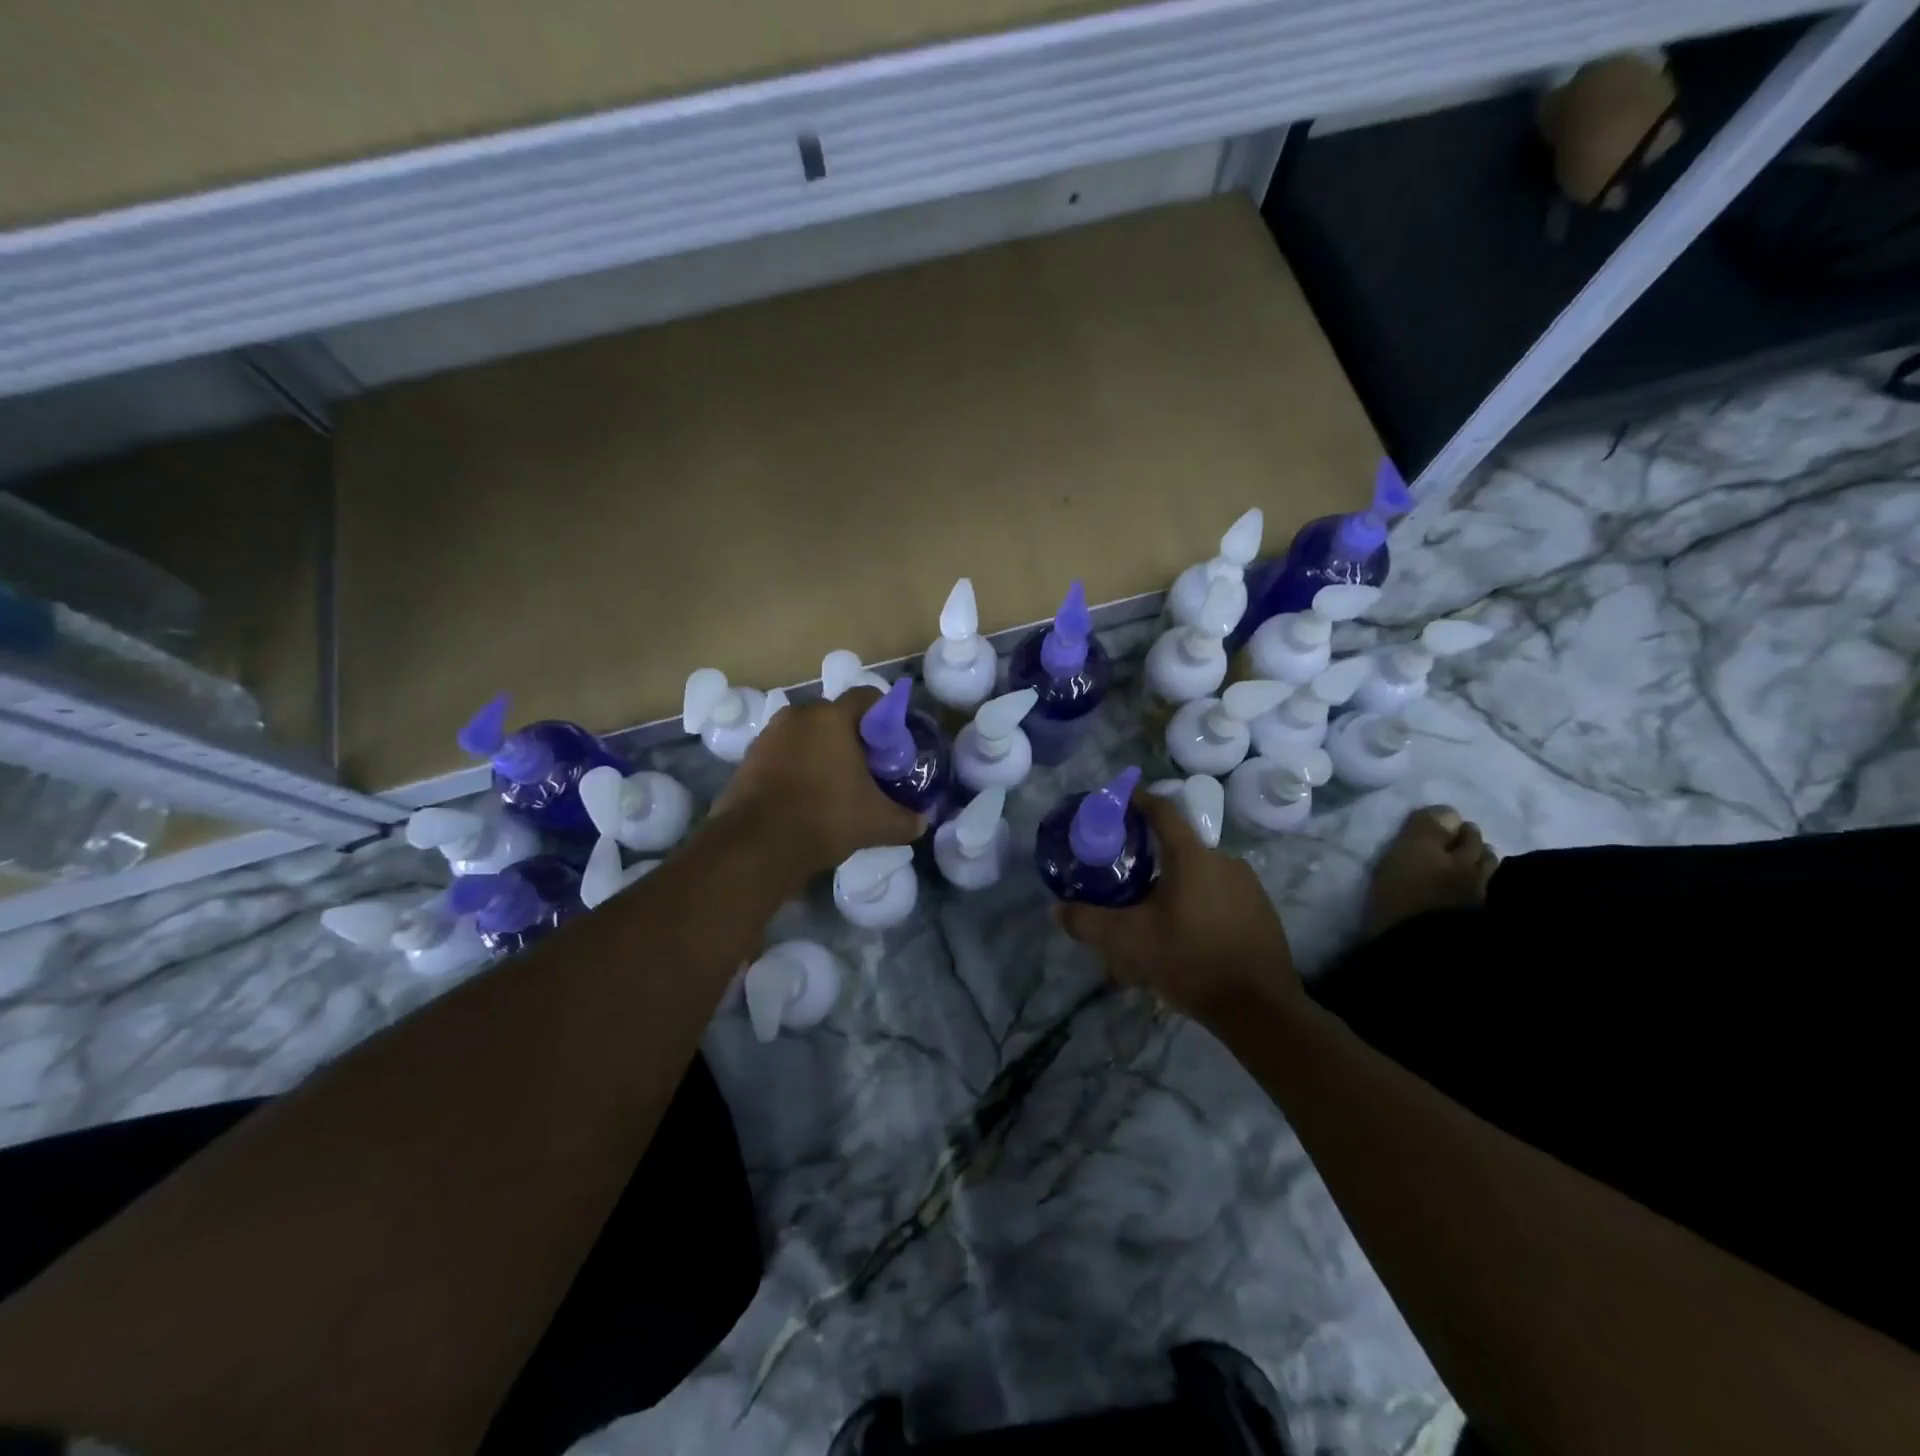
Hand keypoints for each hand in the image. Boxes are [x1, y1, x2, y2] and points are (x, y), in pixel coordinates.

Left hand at [715, 688, 923, 875]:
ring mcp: (768, 735)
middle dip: (852, 736)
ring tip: (834, 782)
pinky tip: (805, 795)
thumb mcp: (877, 823)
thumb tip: (923, 821)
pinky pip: (782, 752)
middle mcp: (798, 715)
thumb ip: (906, 819)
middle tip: (867, 765)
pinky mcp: (748, 758)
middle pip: (834, 715)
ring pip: (805, 734)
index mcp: (832, 717)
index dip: (885, 715)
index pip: (868, 696)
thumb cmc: (825, 819)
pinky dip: (796, 765)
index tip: (892, 742)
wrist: (756, 846)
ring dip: (821, 750)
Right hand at [1056, 790, 1299, 1024]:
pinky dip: (1196, 907)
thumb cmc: (1191, 962)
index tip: (1117, 800)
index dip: (1137, 800)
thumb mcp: (1129, 943)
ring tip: (1151, 922)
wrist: (1260, 1009)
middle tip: (1123, 884)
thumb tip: (1057, 910)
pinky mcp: (1260, 910)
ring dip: (1172, 891)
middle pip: (1176, 849)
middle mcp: (1223, 860)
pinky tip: (1184, 939)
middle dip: (1148, 862)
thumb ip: (1088, 922)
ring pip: (1197, 877)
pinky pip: (1217, 897)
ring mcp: (1247, 885)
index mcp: (1192, 856)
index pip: (1161, 811)